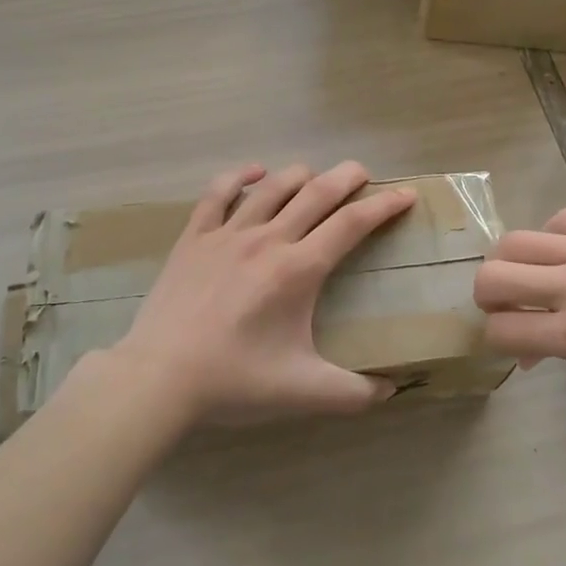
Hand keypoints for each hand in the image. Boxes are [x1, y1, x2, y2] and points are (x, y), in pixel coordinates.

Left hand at [107, 162, 415, 425]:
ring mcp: (227, 234)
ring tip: (316, 177)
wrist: (159, 378)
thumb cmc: (235, 381)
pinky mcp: (194, 238)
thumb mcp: (304, 392)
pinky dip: (239, 177)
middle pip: (317, 193)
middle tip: (363, 174)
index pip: (352, 224)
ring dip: (300, 175)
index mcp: (299, 270)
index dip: (384, 206)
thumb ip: (355, 392)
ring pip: (272, 187)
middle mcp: (268, 240)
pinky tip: (254, 173)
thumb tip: (393, 389)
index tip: (405, 194)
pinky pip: (218, 194)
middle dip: (347, 177)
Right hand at [472, 208, 565, 408]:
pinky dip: (558, 237)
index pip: (502, 330)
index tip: (506, 339)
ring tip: (536, 271)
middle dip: (487, 294)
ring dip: (515, 260)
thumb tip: (535, 343)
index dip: (494, 337)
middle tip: (505, 303)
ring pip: (520, 239)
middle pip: (495, 275)